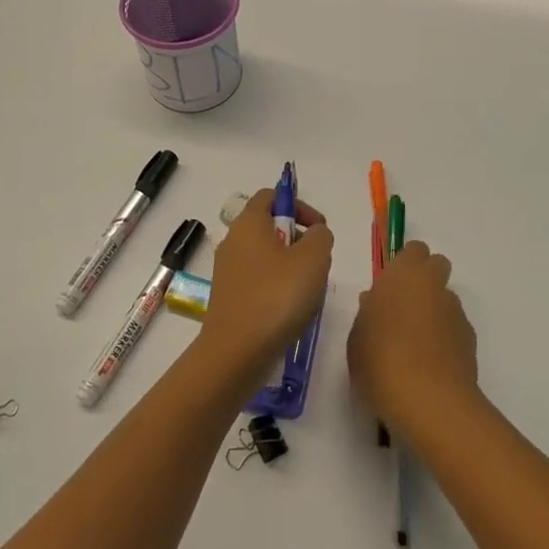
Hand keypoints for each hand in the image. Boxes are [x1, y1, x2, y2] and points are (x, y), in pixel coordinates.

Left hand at [199, 189, 333, 384]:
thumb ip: (321, 236)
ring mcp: (227, 272)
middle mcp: (233, 241)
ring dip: (291, 267)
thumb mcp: (313, 259)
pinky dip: (277, 288)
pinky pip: (258, 281)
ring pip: (266, 257)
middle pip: (269, 227)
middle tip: (318, 262)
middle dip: (299, 240)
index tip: (319, 229)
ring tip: (309, 291)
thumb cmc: (277, 296)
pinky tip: (292, 311)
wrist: (237, 352)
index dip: (298, 205)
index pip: (271, 196)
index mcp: (248, 224)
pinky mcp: (228, 298)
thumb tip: (315, 233)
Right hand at [347, 241, 477, 437]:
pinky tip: (430, 363)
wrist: (428, 400)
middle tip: (403, 307)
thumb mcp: (357, 337)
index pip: (414, 250)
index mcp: (403, 274)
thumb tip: (375, 302)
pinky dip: (445, 337)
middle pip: (437, 265)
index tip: (390, 285)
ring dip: (434, 310)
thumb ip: (368, 312)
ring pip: (446, 298)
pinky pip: (454, 327)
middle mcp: (433, 285)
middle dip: (425, 279)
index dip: (404, 264)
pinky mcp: (470, 339)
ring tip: (415, 344)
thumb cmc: (380, 361)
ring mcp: (455, 312)